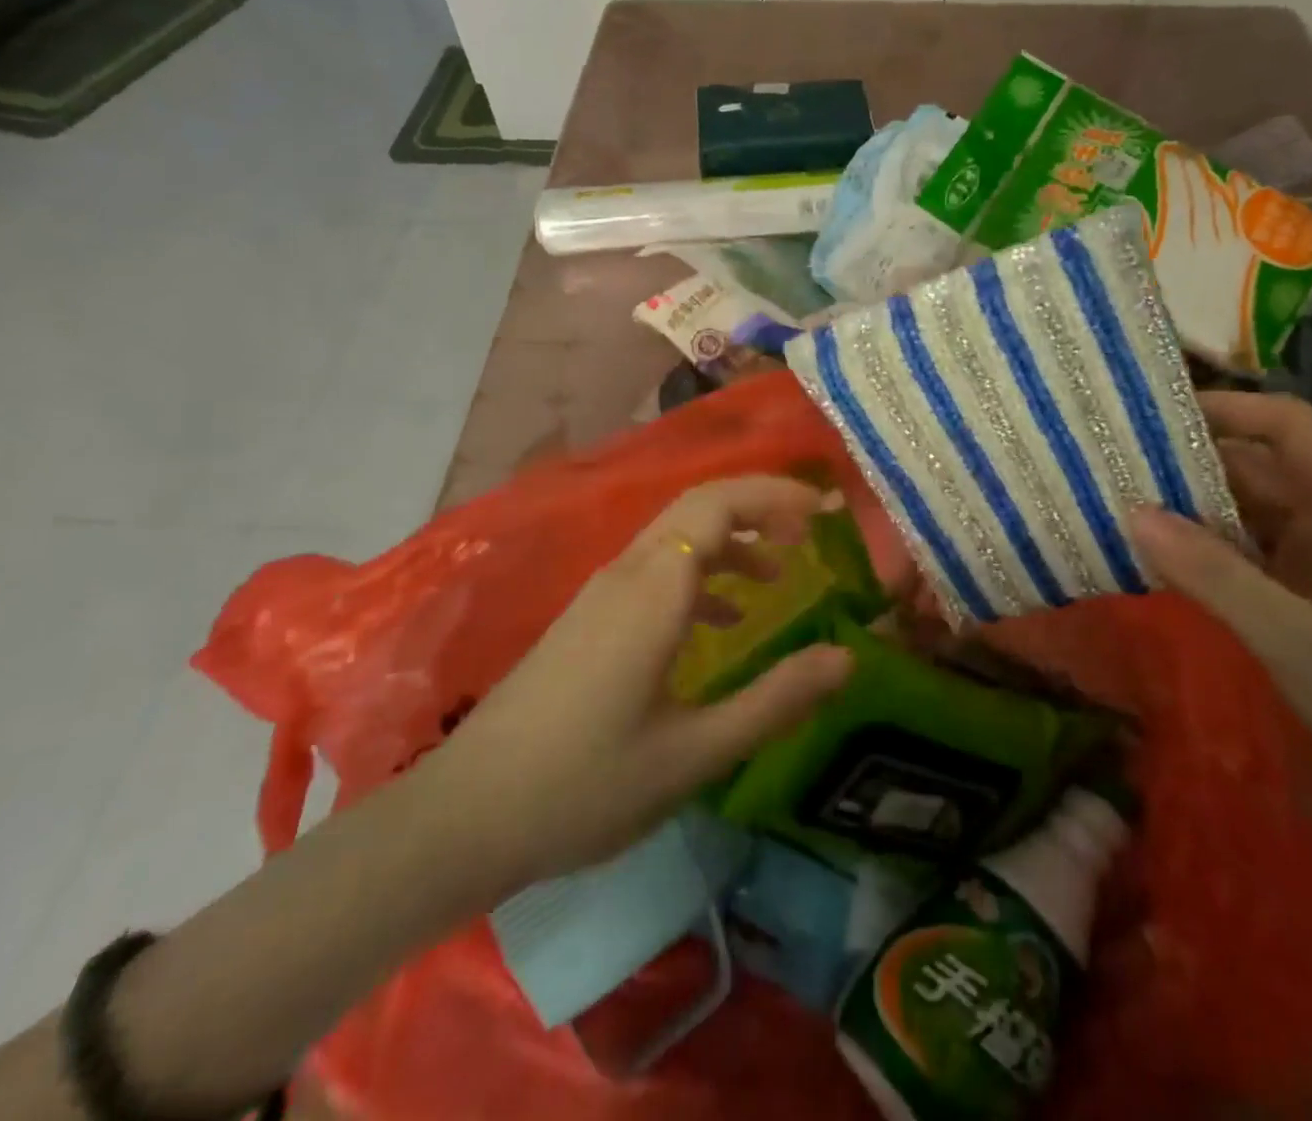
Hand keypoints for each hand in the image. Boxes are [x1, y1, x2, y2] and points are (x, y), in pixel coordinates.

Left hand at [420, 477, 855, 897]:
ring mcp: (601, 594)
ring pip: (676, 537)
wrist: (465, 816)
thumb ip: (775, 700)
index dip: (775, 495)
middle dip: (759, 506)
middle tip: (812, 530)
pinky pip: (656, 570)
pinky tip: (723, 621)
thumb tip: (846, 657)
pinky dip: (700, 575)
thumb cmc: (587, 785)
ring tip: (780, 575)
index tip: (825, 511)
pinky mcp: (587, 619)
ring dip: (731, 541)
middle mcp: (627, 573)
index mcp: (654, 589)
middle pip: (698, 506)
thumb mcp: (695, 752)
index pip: (719, 504)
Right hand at [1130, 391, 1311, 817]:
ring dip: (1192, 503)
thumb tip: (1130, 512)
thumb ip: (1212, 574)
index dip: (1223, 408)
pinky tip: (1158, 551)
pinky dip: (1205, 544)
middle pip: (1260, 462)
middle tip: (1115, 461)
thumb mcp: (1294, 638)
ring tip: (1120, 497)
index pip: (1288, 425)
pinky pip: (1249, 546)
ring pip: (1249, 505)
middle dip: (1190, 459)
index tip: (1151, 413)